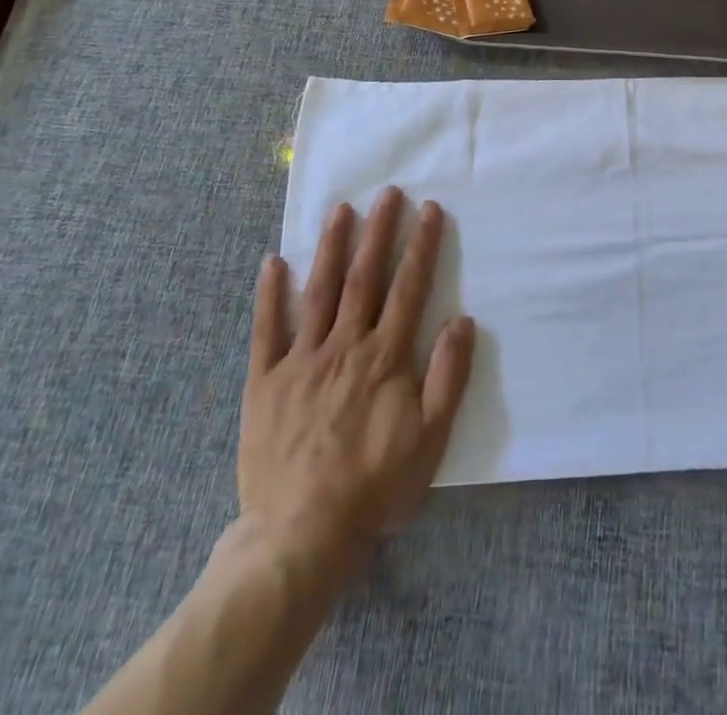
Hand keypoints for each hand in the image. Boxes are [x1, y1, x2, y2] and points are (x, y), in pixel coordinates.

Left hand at [234, 187, 475, 583]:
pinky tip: (273, 262)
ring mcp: (300, 360)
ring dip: (330, 247)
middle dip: (378, 231)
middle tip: (387, 192)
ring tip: (340, 209)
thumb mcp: (430, 437)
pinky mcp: (265, 382)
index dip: (420, 245)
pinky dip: (269, 294)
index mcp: (384, 356)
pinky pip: (266, 330)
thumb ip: (448, 376)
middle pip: (364, 277)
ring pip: (318, 291)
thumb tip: (462, 320)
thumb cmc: (375, 485)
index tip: (429, 209)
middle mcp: (344, 346)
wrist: (301, 534)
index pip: (408, 287)